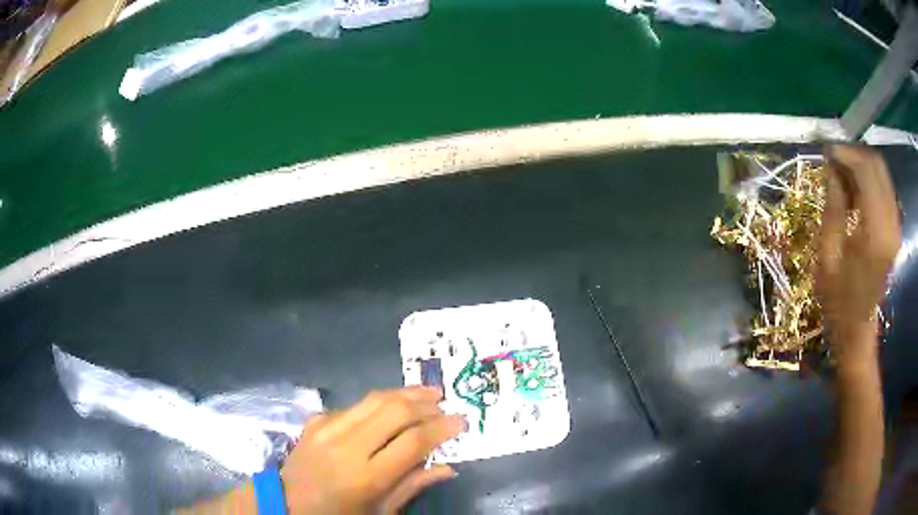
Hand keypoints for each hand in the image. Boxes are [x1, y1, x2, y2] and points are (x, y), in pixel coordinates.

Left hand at [280, 386, 465, 513]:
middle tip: (445, 405)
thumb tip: (447, 466)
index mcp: (367, 477)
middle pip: (395, 411)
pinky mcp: (315, 421)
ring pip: (374, 399)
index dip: (442, 428)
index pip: (413, 442)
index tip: (462, 421)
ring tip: (427, 394)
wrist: (287, 503)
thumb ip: (413, 486)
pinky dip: (377, 404)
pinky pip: (354, 406)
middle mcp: (347, 447)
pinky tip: (389, 409)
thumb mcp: (380, 511)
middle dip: (426, 404)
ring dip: (405, 394)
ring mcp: (327, 429)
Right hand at [818, 145, 900, 359]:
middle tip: (833, 161)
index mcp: (875, 234)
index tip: (826, 152)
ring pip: (882, 175)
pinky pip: (884, 189)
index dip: (845, 155)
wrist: (857, 330)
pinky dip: (869, 181)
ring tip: (841, 177)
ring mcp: (896, 227)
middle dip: (854, 156)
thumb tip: (830, 169)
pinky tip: (855, 192)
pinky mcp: (895, 229)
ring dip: (861, 167)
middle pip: (878, 167)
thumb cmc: (838, 301)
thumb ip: (833, 207)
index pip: (866, 172)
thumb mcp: (827, 256)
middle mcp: (891, 225)